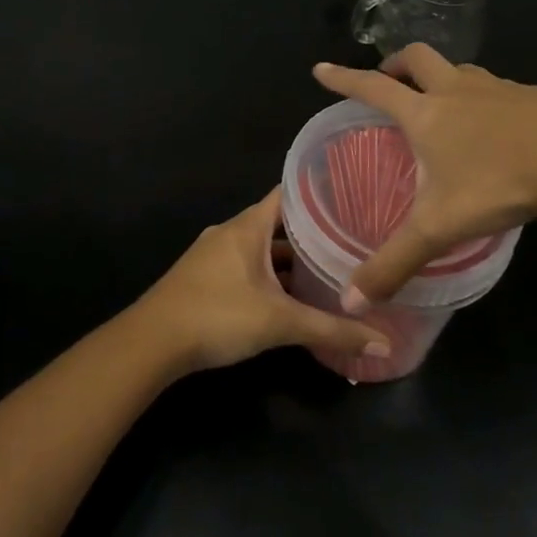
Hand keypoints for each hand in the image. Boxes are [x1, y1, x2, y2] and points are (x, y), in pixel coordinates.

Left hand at [126, 189, 392, 374]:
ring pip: (261, 248)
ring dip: (289, 259)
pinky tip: (289, 297)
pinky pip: (246, 266)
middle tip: (351, 240)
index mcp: (247, 226)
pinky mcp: (204, 278)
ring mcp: (214, 255)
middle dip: (312, 232)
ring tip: (328, 269)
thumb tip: (385, 343)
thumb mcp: (281, 323)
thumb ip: (332, 331)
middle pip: (278, 223)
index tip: (353, 197)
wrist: (151, 343)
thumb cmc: (218, 316)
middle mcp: (230, 232)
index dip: (319, 192)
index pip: (288, 193)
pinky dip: (269, 275)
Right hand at [313, 45, 536, 303]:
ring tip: (441, 101)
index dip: (344, 79)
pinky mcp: (534, 97)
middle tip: (388, 79)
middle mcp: (457, 91)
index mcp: (425, 113)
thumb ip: (395, 263)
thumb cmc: (500, 179)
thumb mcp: (440, 226)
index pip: (373, 88)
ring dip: (442, 78)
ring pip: (461, 70)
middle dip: (396, 63)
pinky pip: (497, 88)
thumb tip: (351, 302)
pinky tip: (495, 126)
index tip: (321, 69)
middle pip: (418, 59)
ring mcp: (498, 89)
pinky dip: (482, 98)